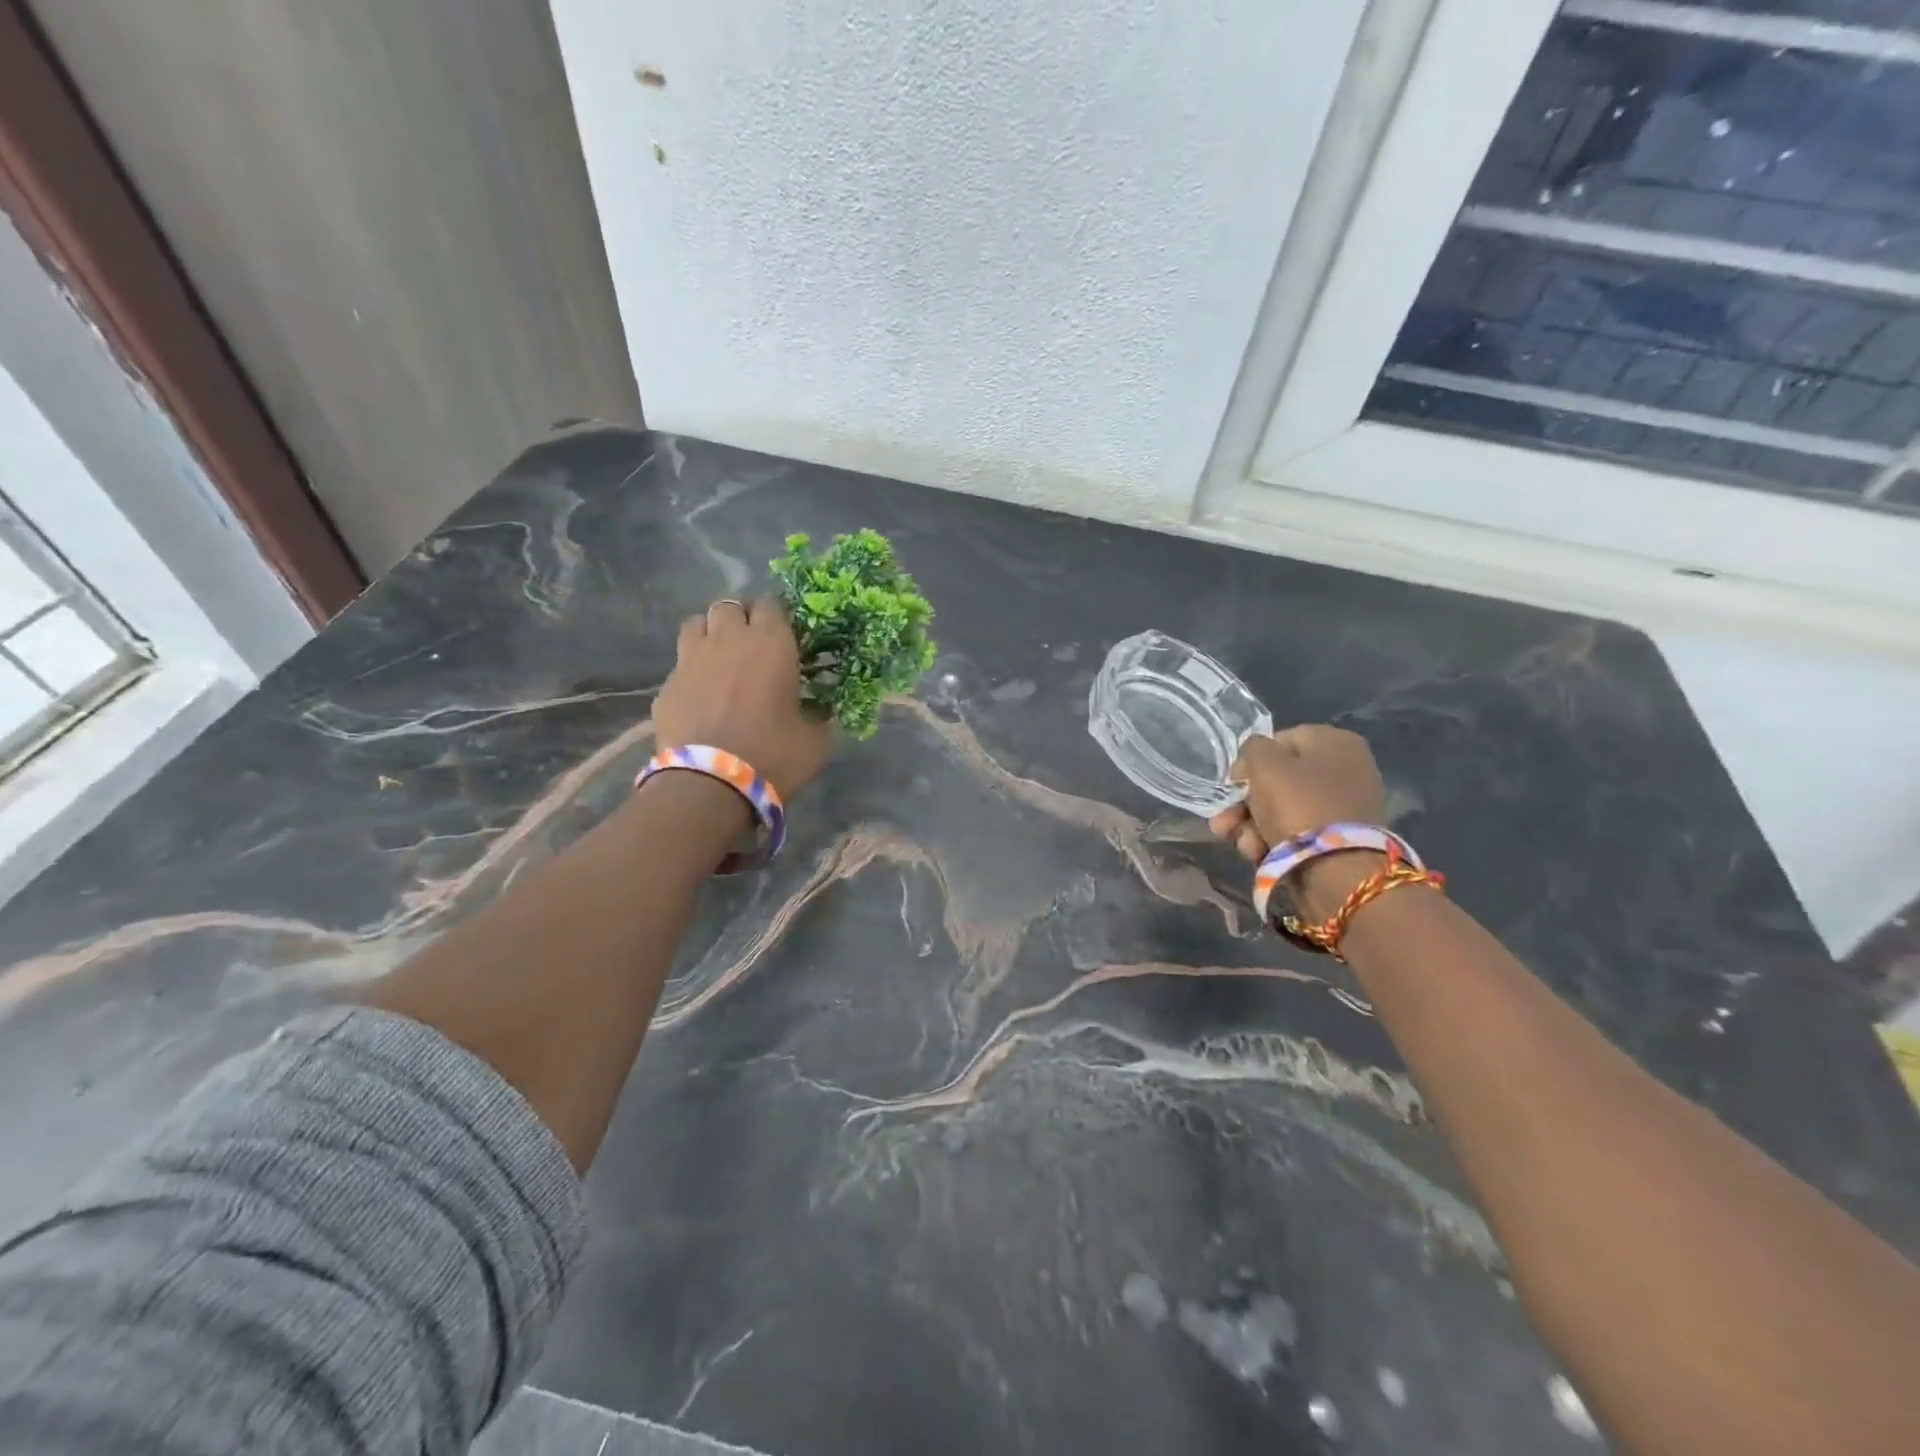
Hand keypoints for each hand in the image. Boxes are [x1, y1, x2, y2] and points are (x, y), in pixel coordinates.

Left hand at [654, 598, 831, 798]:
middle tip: (752, 644)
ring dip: (709, 633)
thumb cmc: (773, 755)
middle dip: (740, 618)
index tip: (786, 634)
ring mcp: (690, 659)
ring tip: (720, 658)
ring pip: (695, 624)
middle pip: (729, 606)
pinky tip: (700, 696)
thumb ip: (819, 716)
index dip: (778, 615)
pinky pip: (679, 665)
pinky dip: (690, 672)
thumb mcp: (816, 739)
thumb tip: (820, 711)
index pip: (772, 603)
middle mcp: (728, 639)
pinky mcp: (666, 685)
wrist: (711, 784)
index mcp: (771, 643)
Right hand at [1209, 726, 1387, 917]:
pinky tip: (1256, 853)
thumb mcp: (1265, 764)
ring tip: (1240, 843)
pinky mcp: (1334, 840)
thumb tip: (1252, 764)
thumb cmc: (1300, 806)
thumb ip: (1252, 749)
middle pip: (1277, 779)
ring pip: (1280, 809)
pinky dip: (1271, 841)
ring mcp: (1341, 806)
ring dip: (1250, 825)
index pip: (1278, 741)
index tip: (1232, 785)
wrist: (1338, 873)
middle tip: (1223, 822)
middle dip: (1244, 803)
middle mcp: (1343, 770)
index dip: (1249, 762)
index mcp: (1335, 742)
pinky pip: (1293, 832)